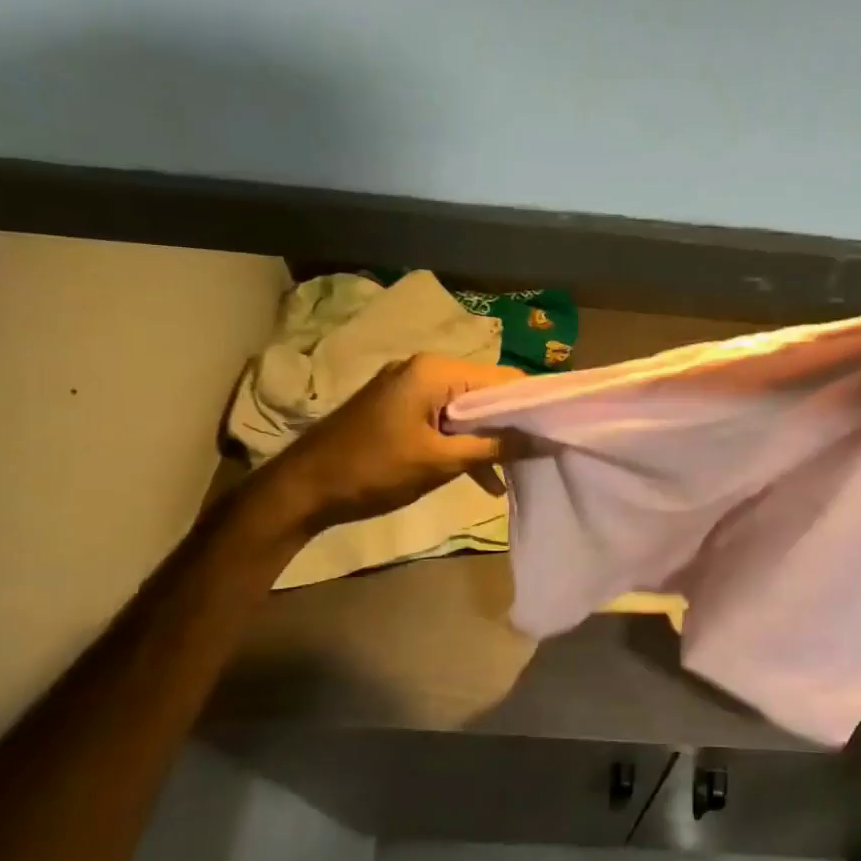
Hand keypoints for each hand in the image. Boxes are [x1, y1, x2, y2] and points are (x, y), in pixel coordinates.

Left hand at [251, 354, 527, 539]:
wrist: (301, 490)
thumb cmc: (373, 470)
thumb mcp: (440, 461)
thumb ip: (495, 447)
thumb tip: (545, 441)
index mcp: (434, 371)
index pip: (503, 378)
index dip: (533, 404)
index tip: (559, 432)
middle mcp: (424, 370)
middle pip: (486, 392)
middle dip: (513, 425)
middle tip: (542, 455)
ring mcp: (409, 389)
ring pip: (467, 411)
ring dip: (489, 440)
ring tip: (516, 473)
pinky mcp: (400, 410)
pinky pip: (445, 421)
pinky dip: (463, 445)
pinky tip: (483, 479)